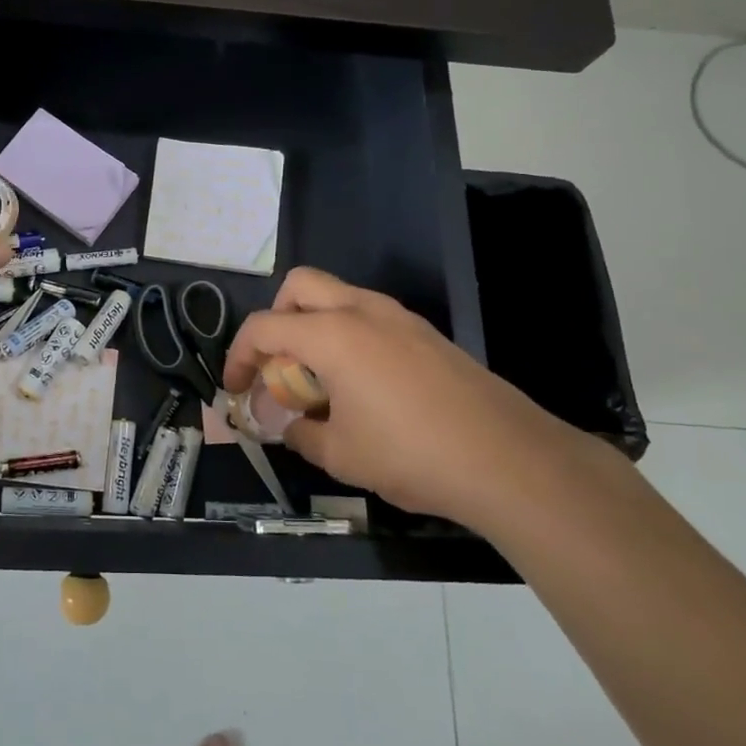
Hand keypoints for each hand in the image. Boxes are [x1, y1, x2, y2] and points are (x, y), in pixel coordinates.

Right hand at [223, 267, 587, 524]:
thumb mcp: (339, 454)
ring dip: (314, 326)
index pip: (264, 327)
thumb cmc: (411, 454)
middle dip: (276, 319)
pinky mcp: (427, 334)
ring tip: (319, 381)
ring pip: (338, 296)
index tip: (235, 389)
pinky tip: (362, 387)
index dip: (239, 356)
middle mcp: (362, 311)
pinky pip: (370, 317)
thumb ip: (299, 433)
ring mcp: (400, 317)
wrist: (509, 460)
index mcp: (331, 334)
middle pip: (299, 286)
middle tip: (279, 366)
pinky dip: (348, 336)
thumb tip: (287, 424)